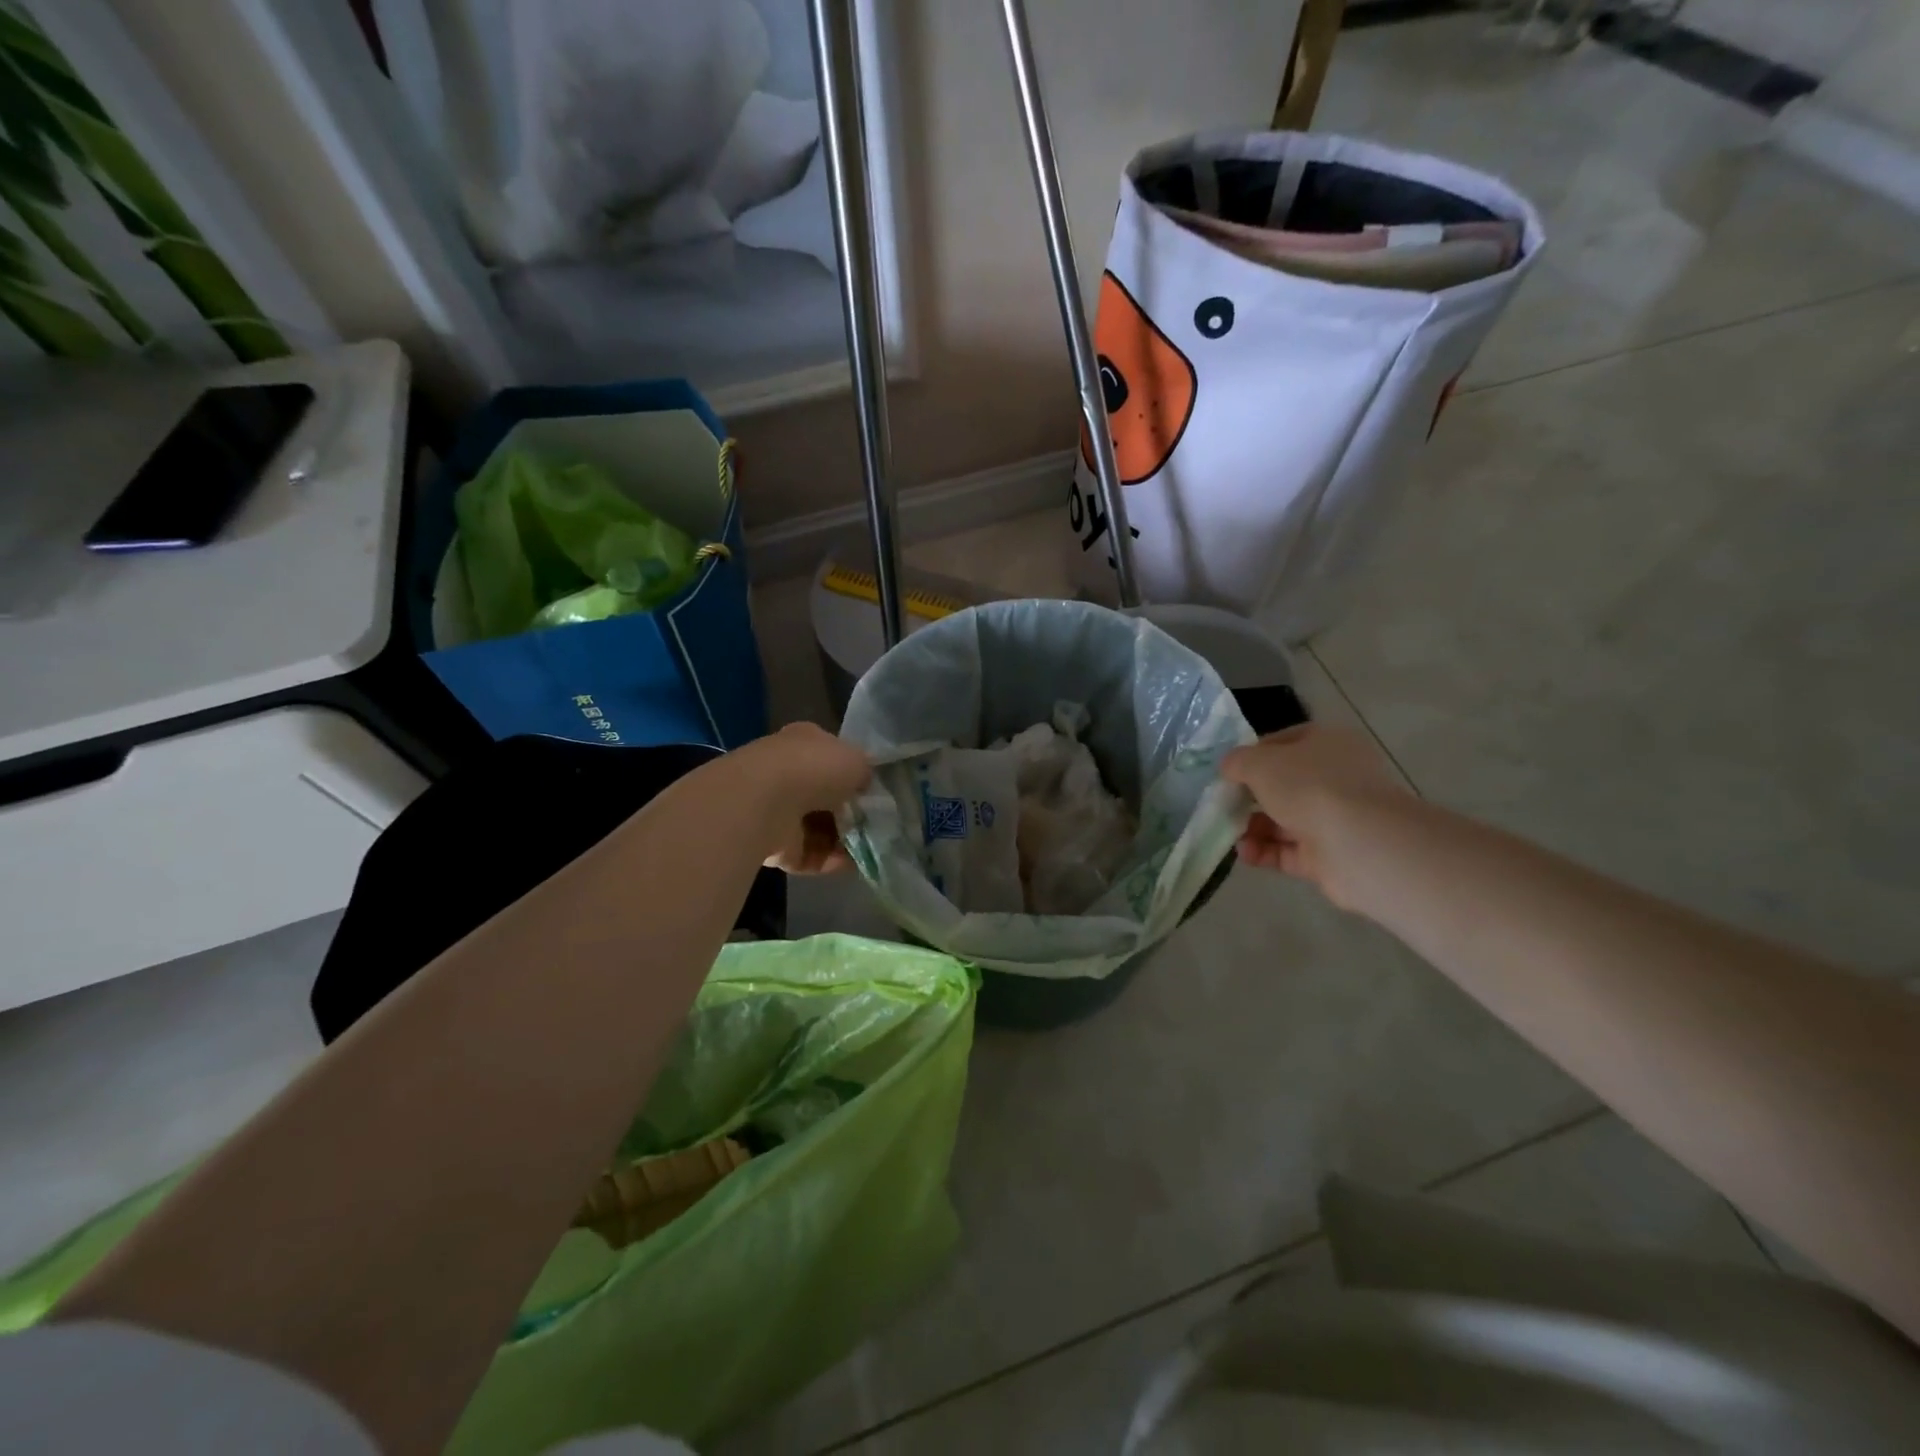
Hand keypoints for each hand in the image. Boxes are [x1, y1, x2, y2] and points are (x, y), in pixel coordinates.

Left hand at [740, 722, 872, 874]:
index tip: (872, 792)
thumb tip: (863, 785)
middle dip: (849, 812)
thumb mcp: (856, 760)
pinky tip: (851, 865)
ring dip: (843, 840)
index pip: (830, 757)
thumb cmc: (815, 769)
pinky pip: (809, 854)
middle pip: (824, 796)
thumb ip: (864, 773)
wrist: (766, 802)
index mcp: (803, 743)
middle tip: (874, 824)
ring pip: (817, 828)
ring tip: (869, 848)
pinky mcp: (774, 845)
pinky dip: (829, 861)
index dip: (852, 774)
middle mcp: (787, 773)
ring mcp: (777, 810)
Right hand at [1220, 723, 1412, 909]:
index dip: (1253, 754)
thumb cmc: (1310, 787)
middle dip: (1250, 796)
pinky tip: (1245, 853)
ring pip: (1284, 820)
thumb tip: (1229, 768)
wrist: (1359, 844)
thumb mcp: (1261, 763)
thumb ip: (1238, 761)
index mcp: (1327, 744)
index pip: (1284, 742)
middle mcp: (1335, 778)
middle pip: (1283, 784)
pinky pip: (1288, 851)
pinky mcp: (1329, 855)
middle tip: (1222, 805)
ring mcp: (1335, 818)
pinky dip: (1265, 851)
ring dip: (1253, 827)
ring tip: (1229, 834)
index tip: (1228, 771)